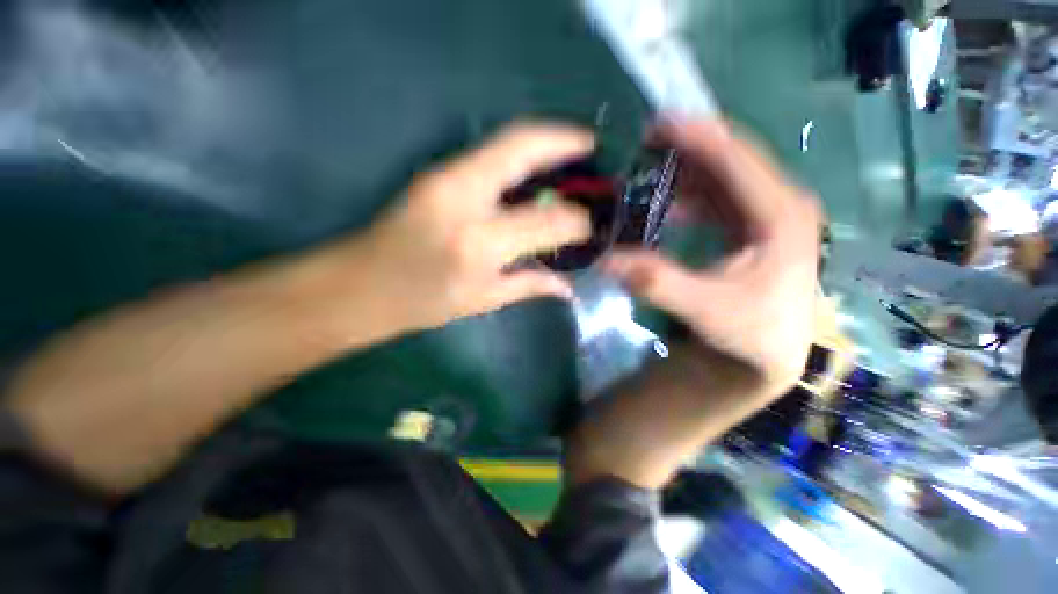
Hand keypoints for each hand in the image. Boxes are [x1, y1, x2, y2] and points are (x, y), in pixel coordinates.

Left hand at [339, 123, 595, 333]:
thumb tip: (568, 288)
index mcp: (479, 244)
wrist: (360, 287)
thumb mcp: (482, 301)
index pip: (546, 220)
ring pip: (504, 141)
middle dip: (564, 140)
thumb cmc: (421, 303)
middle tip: (591, 145)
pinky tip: (536, 166)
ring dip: (542, 140)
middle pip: (521, 148)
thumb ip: (529, 285)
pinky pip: (490, 154)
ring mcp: (444, 177)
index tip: (589, 224)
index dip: (576, 221)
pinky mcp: (436, 172)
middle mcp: (463, 200)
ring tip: (572, 149)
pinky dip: (520, 154)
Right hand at [603, 119, 820, 392]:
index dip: (696, 137)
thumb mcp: (704, 309)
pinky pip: (720, 199)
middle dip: (688, 148)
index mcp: (780, 215)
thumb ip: (656, 281)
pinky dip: (691, 196)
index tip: (655, 124)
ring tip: (648, 171)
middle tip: (644, 144)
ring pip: (724, 178)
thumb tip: (605, 260)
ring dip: (687, 171)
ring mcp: (768, 215)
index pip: (738, 159)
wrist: (769, 354)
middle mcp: (780, 204)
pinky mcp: (754, 228)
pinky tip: (666, 206)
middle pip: (732, 160)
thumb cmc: (749, 330)